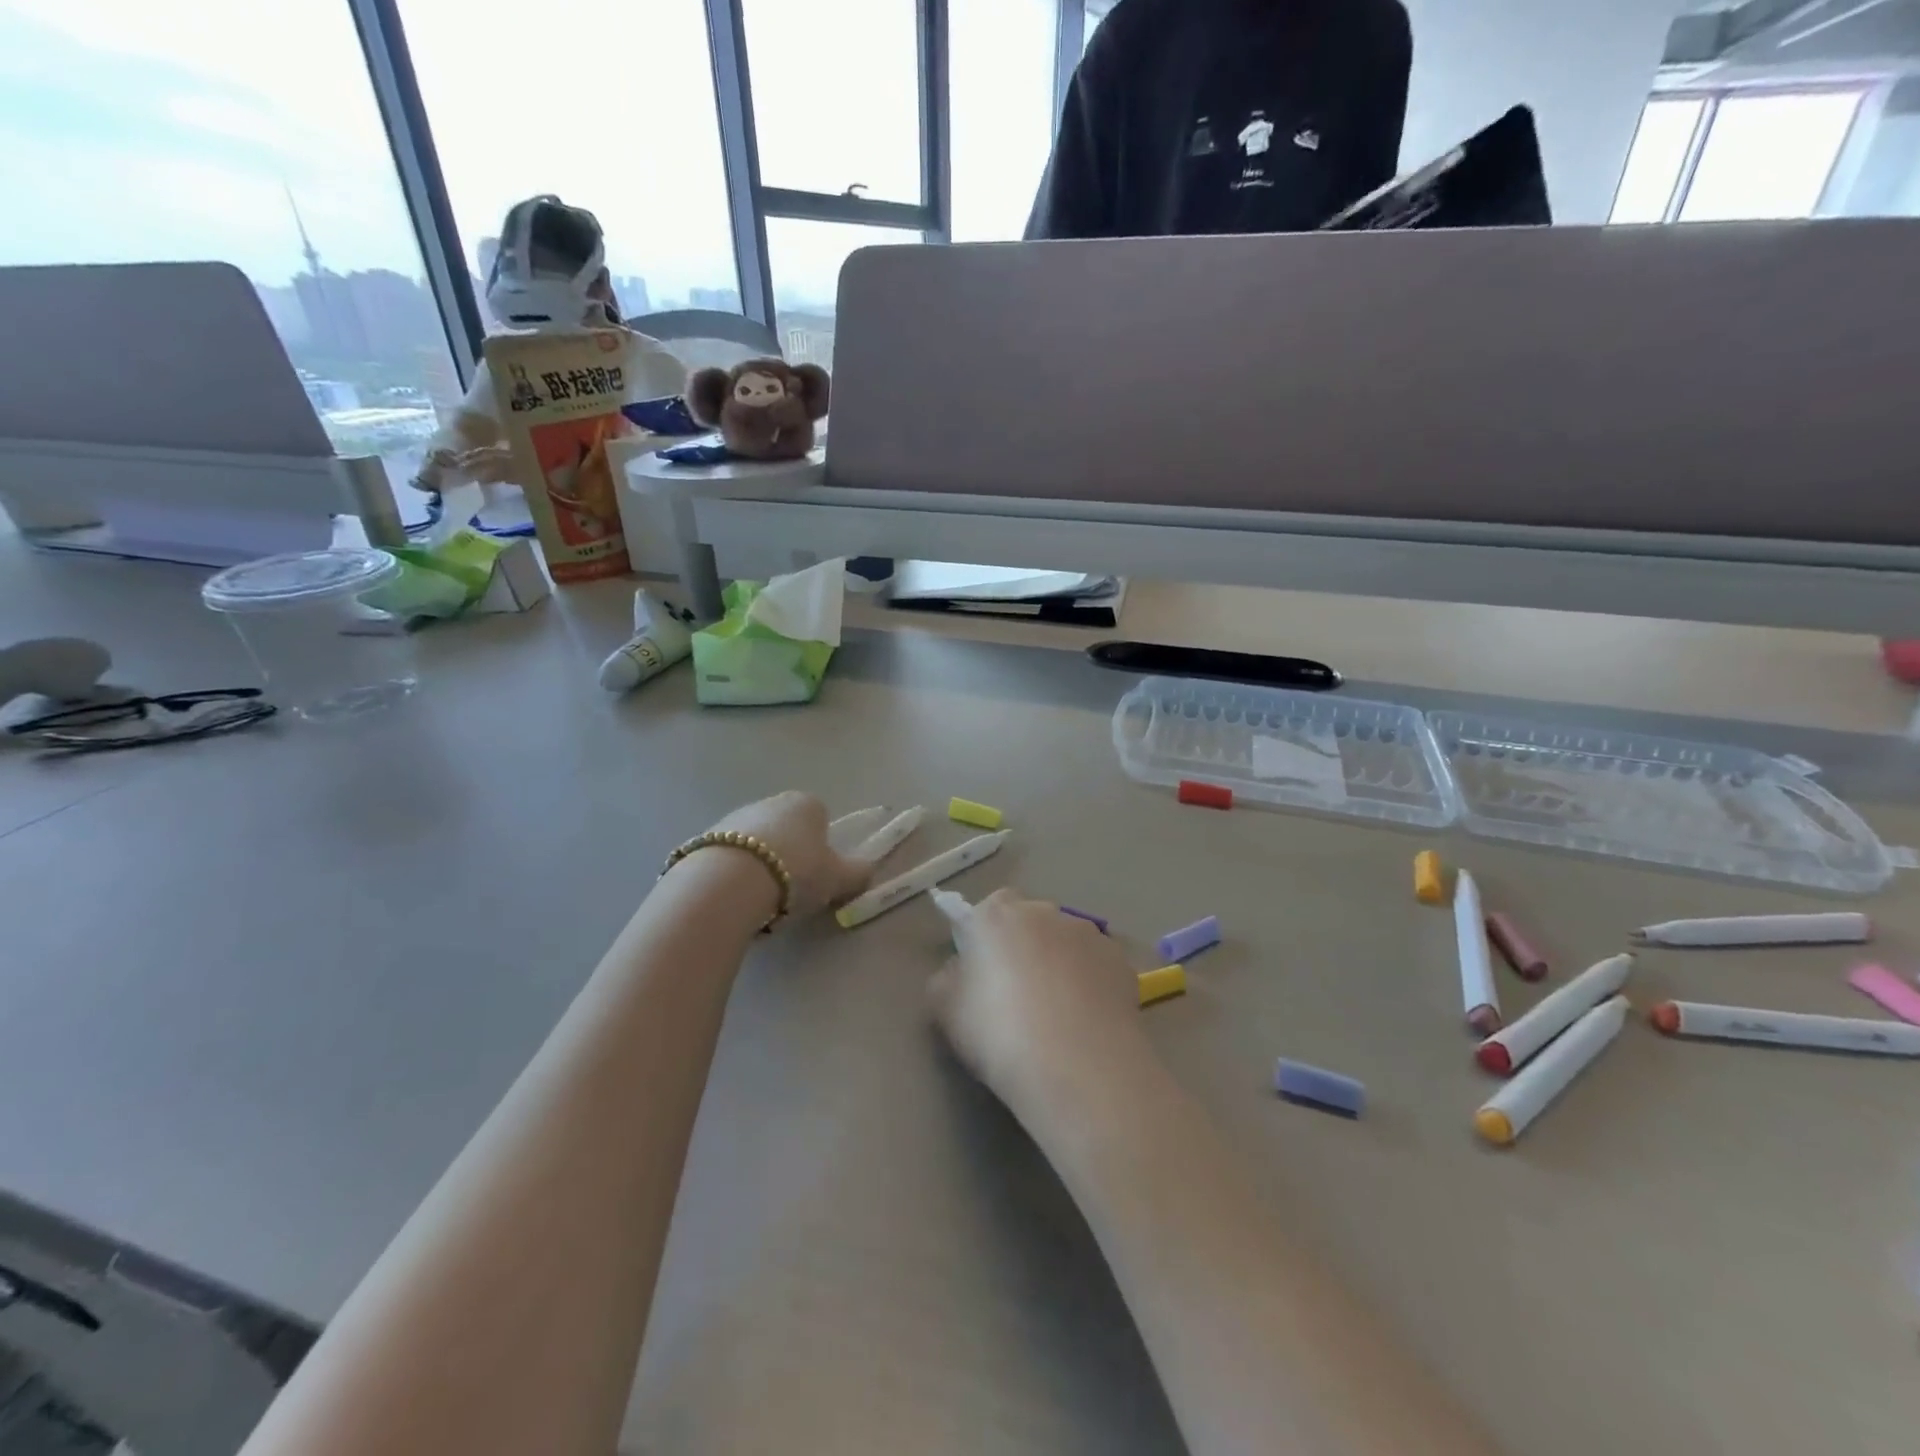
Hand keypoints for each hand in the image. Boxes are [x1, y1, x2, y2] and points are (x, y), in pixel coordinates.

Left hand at [703, 792, 872, 921]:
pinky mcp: (705, 838)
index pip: (821, 818)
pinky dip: (734, 874)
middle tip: (791, 891)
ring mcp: (734, 817)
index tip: (818, 875)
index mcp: (806, 803)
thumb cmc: (795, 873)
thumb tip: (867, 871)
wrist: (728, 883)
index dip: (822, 847)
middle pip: (786, 830)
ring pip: (756, 844)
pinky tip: (735, 898)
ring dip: (760, 865)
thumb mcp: (838, 879)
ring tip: (760, 901)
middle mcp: (770, 801)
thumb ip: (857, 873)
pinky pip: (729, 857)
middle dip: (789, 856)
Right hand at [928, 888, 1153, 1114]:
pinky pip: (1095, 966)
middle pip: (1028, 923)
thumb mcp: (945, 1011)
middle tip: (1016, 996)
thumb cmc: (1000, 1034)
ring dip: (1059, 964)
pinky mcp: (1121, 962)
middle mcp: (1045, 912)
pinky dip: (1089, 984)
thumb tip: (960, 971)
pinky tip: (1086, 1022)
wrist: (1079, 1069)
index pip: (987, 909)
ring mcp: (1089, 934)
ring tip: (1057, 1015)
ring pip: (1066, 943)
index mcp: (997, 915)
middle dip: (1023, 949)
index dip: (982, 938)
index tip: (980, 973)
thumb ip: (947, 979)